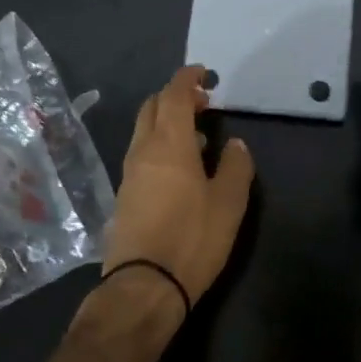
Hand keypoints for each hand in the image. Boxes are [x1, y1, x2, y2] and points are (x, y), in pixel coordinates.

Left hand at [103, 66, 254, 311]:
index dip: (187, 78)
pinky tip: (180, 168)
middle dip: (175, 96)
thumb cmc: (192, 238)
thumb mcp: (229, 203)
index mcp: (169, 143)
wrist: (143, 287)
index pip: (173, 94)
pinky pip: (142, 153)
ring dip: (167, 122)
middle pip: (152, 107)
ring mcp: (129, 173)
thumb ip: (235, 167)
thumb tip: (234, 144)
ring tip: (197, 136)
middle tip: (203, 103)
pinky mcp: (124, 195)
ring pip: (144, 131)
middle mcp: (143, 150)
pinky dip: (160, 145)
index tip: (204, 74)